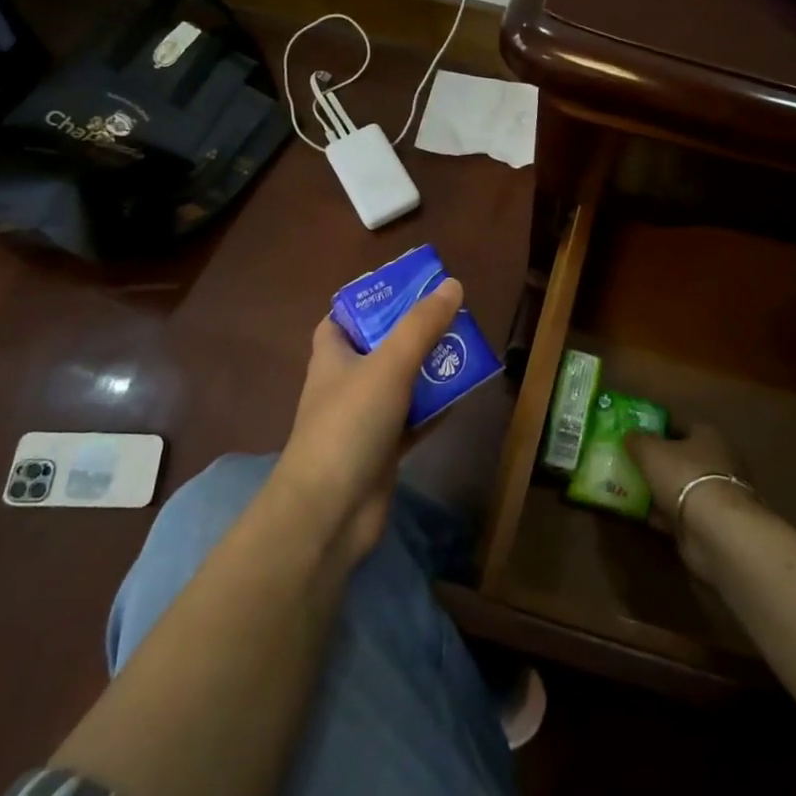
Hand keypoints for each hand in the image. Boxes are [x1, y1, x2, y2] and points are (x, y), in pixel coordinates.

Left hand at [275, 279, 463, 560]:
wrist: (330, 511)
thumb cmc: (350, 424)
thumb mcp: (388, 364)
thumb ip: (421, 325)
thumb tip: (452, 284)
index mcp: (332, 354)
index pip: (344, 316)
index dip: (371, 300)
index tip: (408, 289)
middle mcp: (345, 381)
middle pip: (381, 346)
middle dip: (414, 332)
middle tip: (452, 317)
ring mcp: (363, 417)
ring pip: (400, 382)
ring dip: (429, 369)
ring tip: (466, 349)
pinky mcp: (382, 448)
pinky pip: (413, 418)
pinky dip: (434, 407)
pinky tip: (463, 396)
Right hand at [624, 424, 751, 584]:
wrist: (714, 529)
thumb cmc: (684, 476)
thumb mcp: (650, 451)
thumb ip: (638, 441)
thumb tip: (631, 435)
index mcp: (708, 435)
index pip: (682, 426)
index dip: (659, 430)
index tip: (637, 437)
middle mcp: (718, 460)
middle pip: (683, 457)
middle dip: (659, 461)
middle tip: (632, 463)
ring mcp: (716, 494)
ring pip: (682, 486)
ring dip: (661, 489)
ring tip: (631, 489)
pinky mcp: (711, 522)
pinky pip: (681, 512)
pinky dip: (664, 513)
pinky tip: (642, 515)